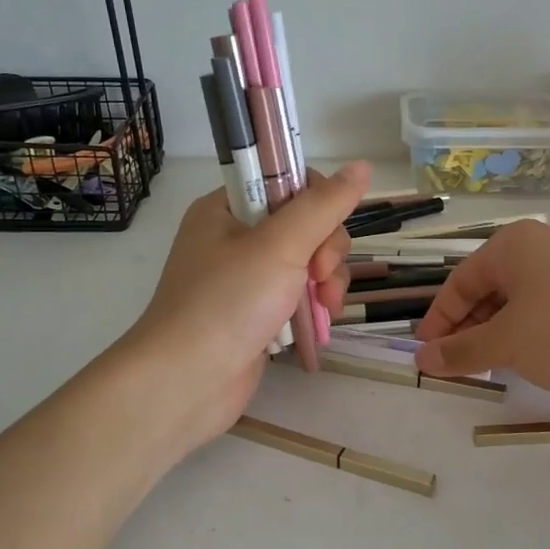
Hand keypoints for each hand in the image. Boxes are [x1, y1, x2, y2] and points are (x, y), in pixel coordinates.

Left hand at [115, 162, 370, 455]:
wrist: (186, 383)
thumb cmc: (227, 304)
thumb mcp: (279, 246)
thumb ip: (324, 205)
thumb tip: (363, 165)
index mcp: (228, 208)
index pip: (288, 182)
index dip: (318, 203)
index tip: (322, 234)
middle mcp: (235, 237)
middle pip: (306, 224)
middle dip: (326, 251)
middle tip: (319, 278)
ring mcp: (247, 278)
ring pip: (309, 261)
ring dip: (327, 281)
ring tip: (325, 307)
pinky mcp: (258, 312)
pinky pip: (299, 294)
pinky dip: (314, 305)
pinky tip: (320, 323)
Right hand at [413, 219, 549, 392]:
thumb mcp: (507, 342)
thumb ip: (461, 350)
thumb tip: (421, 359)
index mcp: (510, 246)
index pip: (459, 283)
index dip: (439, 321)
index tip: (426, 355)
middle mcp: (537, 249)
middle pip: (487, 290)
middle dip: (468, 329)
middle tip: (458, 365)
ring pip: (517, 303)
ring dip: (497, 334)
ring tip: (491, 367)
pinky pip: (544, 311)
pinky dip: (527, 334)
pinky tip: (529, 360)